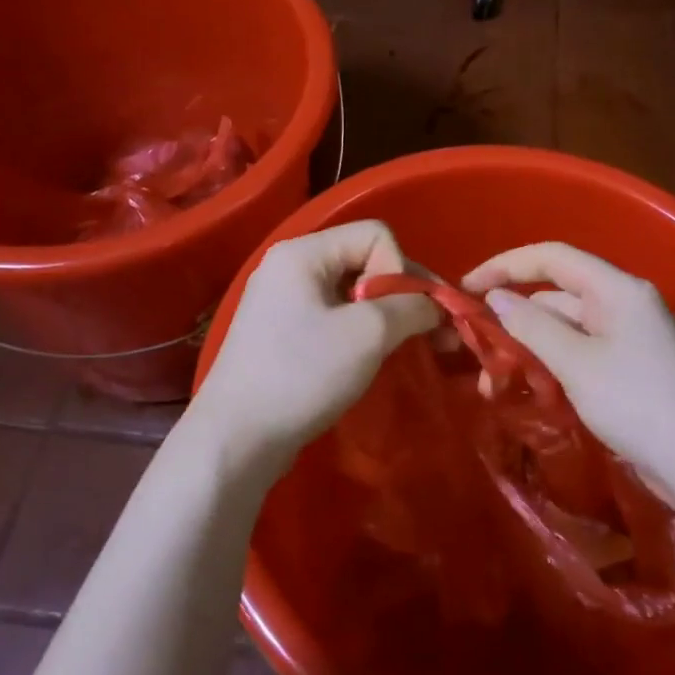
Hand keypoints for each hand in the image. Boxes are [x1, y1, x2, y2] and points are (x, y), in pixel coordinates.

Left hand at [192, 221, 440, 469]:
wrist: (237, 439)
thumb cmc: (302, 374)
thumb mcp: (368, 333)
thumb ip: (411, 307)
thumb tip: (433, 306)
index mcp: (303, 253)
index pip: (375, 235)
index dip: (402, 269)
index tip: (404, 314)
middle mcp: (290, 268)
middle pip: (365, 260)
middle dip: (404, 294)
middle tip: (437, 333)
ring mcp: (283, 302)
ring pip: (353, 293)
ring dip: (388, 316)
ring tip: (412, 346)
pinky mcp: (283, 335)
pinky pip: (335, 318)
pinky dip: (363, 333)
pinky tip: (377, 357)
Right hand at [461, 242, 674, 505]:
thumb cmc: (637, 402)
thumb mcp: (576, 362)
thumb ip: (532, 326)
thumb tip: (497, 299)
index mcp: (616, 289)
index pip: (552, 257)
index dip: (505, 265)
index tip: (467, 288)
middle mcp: (623, 304)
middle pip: (556, 295)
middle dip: (513, 317)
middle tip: (476, 348)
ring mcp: (628, 338)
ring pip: (565, 329)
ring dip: (529, 348)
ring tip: (495, 383)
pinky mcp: (629, 369)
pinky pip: (579, 354)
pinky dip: (551, 366)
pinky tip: (528, 390)